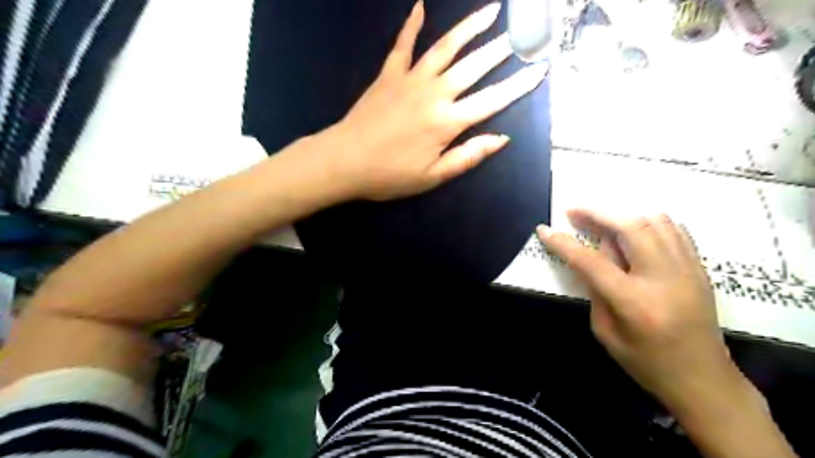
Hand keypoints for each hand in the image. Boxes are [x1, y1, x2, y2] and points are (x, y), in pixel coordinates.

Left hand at [325, 0, 547, 199]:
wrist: (344, 161)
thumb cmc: (389, 175)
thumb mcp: (433, 176)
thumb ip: (468, 156)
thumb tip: (501, 139)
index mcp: (447, 122)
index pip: (492, 100)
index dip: (518, 85)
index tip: (539, 70)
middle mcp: (434, 93)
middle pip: (474, 66)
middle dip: (501, 49)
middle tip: (521, 34)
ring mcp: (410, 79)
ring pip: (445, 47)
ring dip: (469, 28)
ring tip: (490, 11)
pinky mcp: (388, 74)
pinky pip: (402, 45)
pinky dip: (412, 24)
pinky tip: (420, 6)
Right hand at [536, 210, 742, 406]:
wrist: (704, 380)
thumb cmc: (647, 363)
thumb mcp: (606, 332)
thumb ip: (597, 290)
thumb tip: (595, 254)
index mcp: (633, 302)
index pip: (590, 261)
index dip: (563, 243)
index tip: (544, 229)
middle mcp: (663, 278)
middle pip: (629, 227)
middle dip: (596, 213)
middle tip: (574, 211)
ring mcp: (687, 270)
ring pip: (656, 221)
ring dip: (623, 213)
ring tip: (603, 218)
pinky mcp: (700, 268)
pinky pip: (675, 229)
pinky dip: (649, 221)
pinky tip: (634, 228)